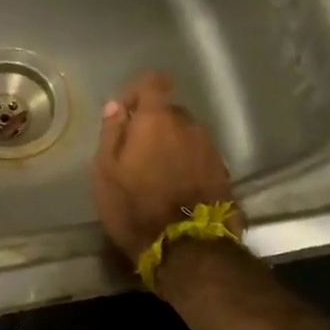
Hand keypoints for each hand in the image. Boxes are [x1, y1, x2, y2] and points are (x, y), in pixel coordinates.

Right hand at [91, 72, 240, 264]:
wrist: (186, 247)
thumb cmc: (134, 207)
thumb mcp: (105, 172)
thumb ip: (111, 133)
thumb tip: (116, 106)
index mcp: (157, 120)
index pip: (154, 82)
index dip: (138, 91)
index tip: (125, 113)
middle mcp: (189, 126)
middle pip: (170, 111)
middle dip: (153, 124)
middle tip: (135, 153)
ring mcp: (211, 149)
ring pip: (187, 135)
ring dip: (171, 146)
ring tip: (156, 174)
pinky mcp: (224, 172)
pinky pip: (199, 156)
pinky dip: (187, 164)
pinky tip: (175, 188)